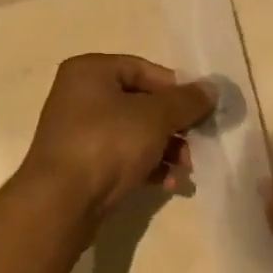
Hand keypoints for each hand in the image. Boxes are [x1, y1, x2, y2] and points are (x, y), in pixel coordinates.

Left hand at [19, 55, 215, 216]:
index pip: (144, 69)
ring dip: (166, 149)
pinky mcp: (83, 165)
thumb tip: (212, 88)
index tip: (201, 110)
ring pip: (135, 133)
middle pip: (142, 103)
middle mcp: (80, 96)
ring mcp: (80, 132)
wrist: (60, 203)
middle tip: (198, 144)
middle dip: (174, 126)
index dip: (176, 89)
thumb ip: (186, 101)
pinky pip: (123, 157)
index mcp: (90, 71)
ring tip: (186, 170)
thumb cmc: (106, 144)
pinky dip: (148, 167)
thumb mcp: (154, 117)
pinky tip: (169, 184)